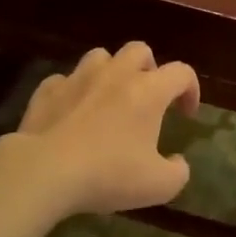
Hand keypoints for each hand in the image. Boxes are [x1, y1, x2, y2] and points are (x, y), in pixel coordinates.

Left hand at [10, 43, 201, 215]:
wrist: (44, 172)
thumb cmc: (108, 174)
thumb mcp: (158, 186)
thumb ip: (178, 172)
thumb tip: (178, 162)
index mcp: (148, 91)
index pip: (182, 73)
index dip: (191, 89)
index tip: (187, 114)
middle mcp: (116, 75)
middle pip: (139, 51)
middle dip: (149, 68)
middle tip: (148, 97)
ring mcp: (78, 78)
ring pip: (100, 57)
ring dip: (110, 72)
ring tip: (109, 98)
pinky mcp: (47, 91)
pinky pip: (64, 80)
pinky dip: (73, 91)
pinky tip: (72, 111)